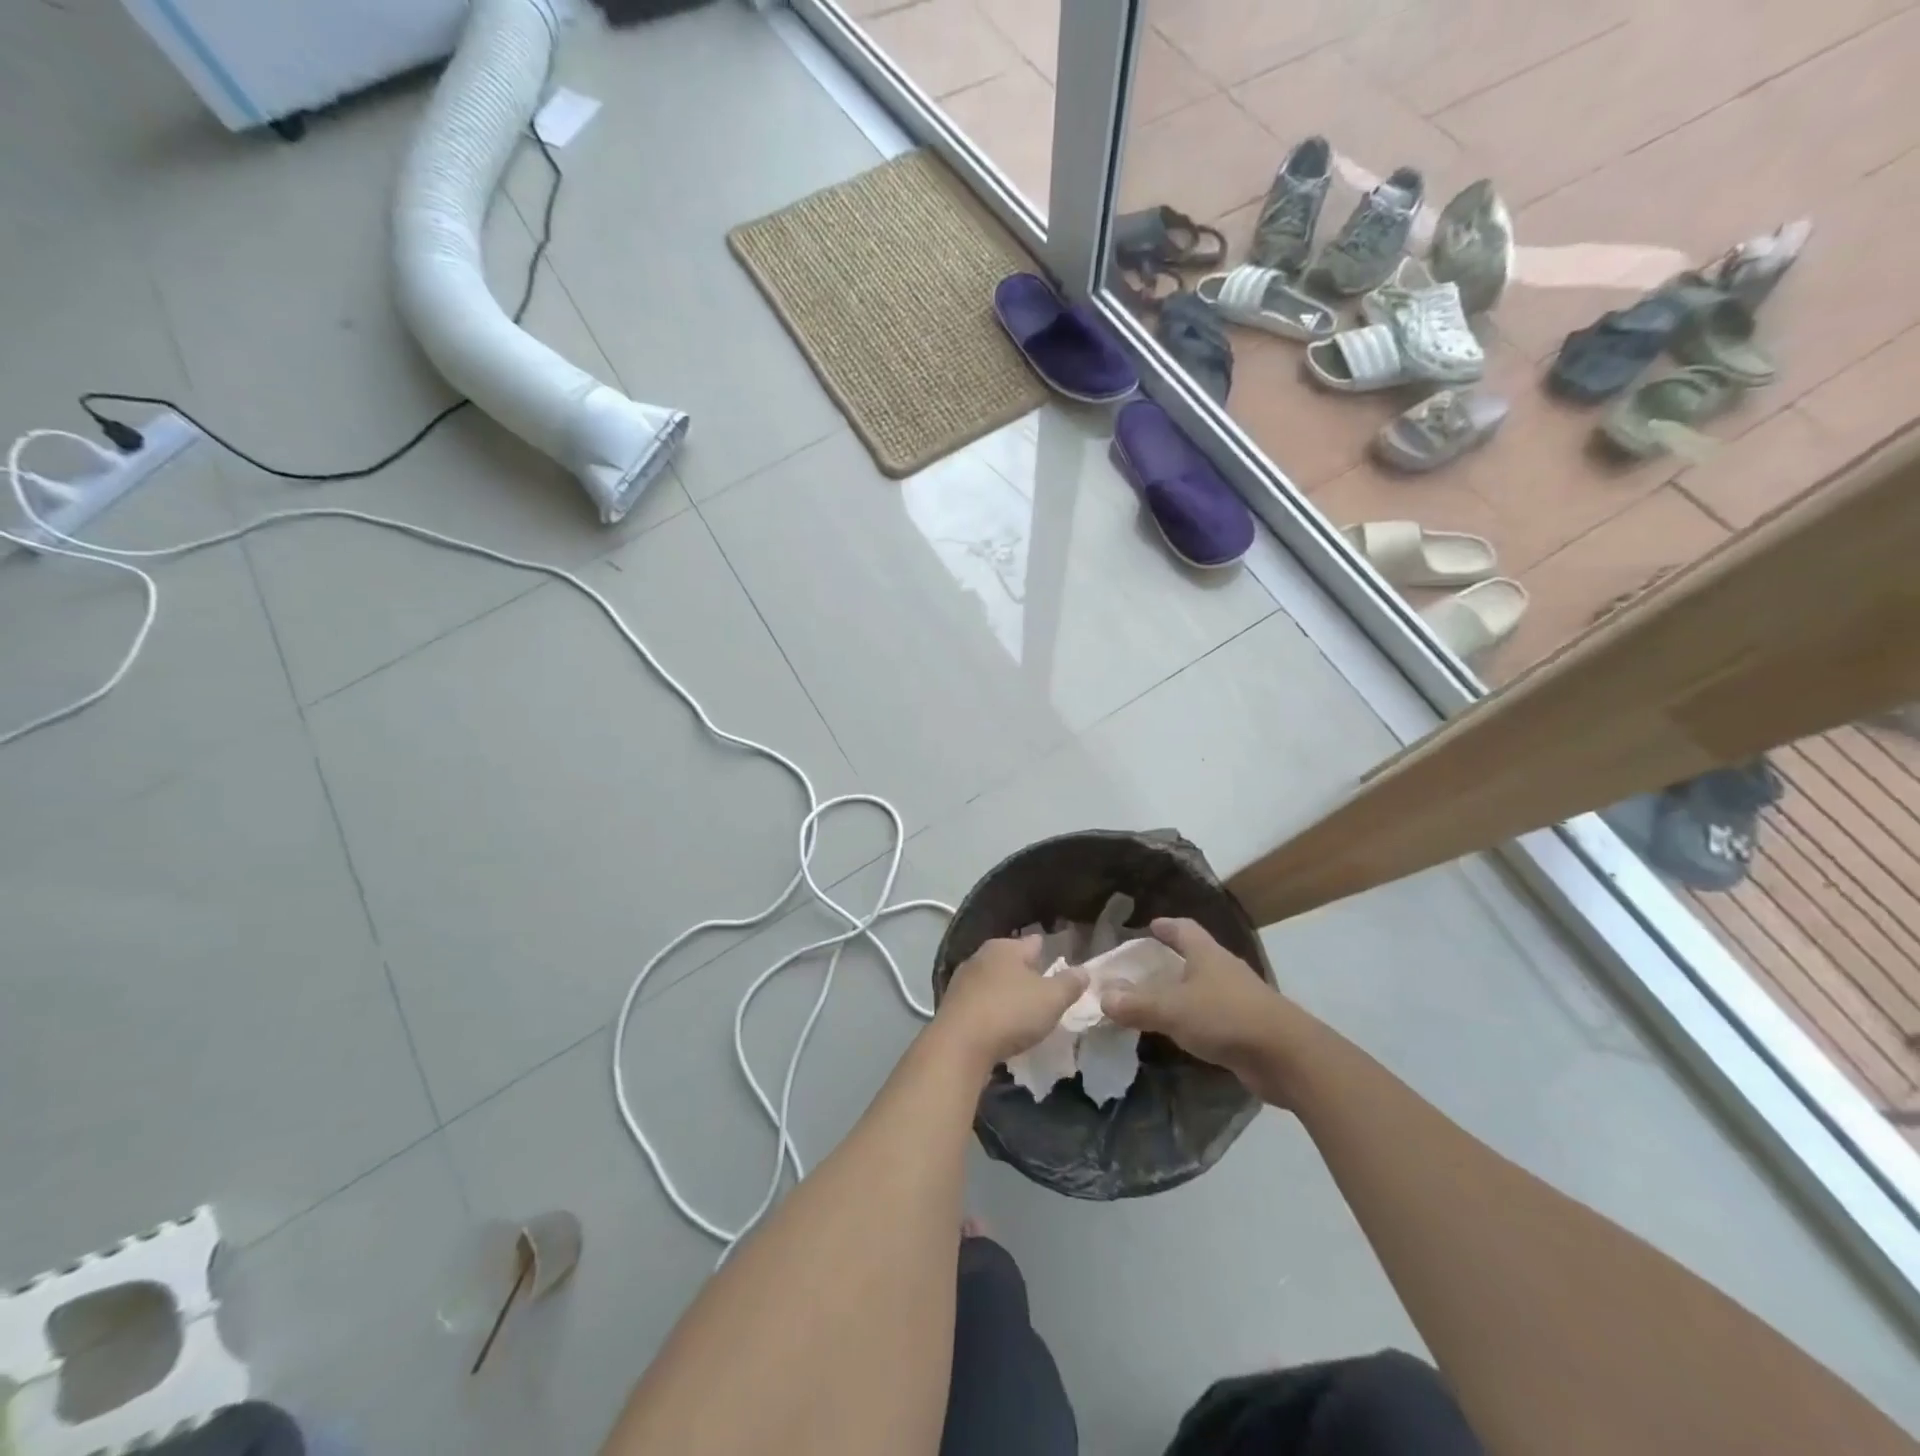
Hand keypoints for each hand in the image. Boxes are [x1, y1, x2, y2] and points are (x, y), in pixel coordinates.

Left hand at [934, 935, 1087, 1072]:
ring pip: (993, 981)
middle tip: (1044, 992)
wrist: (959, 1045)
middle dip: (1026, 973)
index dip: (1048, 953)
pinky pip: (980, 1002)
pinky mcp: (952, 1005)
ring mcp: (963, 980)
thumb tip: (1083, 971)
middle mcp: (981, 956)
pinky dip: (991, 1009)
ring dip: (1007, 993)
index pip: (1034, 942)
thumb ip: (1070, 983)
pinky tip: (999, 1025)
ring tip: (1023, 1011)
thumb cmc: (1010, 1013)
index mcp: (1006, 947)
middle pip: (1011, 961)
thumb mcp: (1052, 999)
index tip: (1060, 966)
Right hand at [1100, 918, 1296, 1104]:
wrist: (1287, 1057)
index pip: (1184, 929)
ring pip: (1204, 987)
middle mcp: (1224, 970)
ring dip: (1183, 991)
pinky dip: (1195, 1018)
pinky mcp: (1247, 1027)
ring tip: (1156, 1000)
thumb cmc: (1226, 1018)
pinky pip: (1213, 1016)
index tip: (1149, 926)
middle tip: (1143, 967)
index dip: (1166, 926)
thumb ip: (1136, 1004)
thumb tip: (1103, 997)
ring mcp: (1239, 999)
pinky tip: (1181, 1031)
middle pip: (1195, 956)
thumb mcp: (1172, 1010)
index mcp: (1207, 954)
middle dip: (1171, 959)